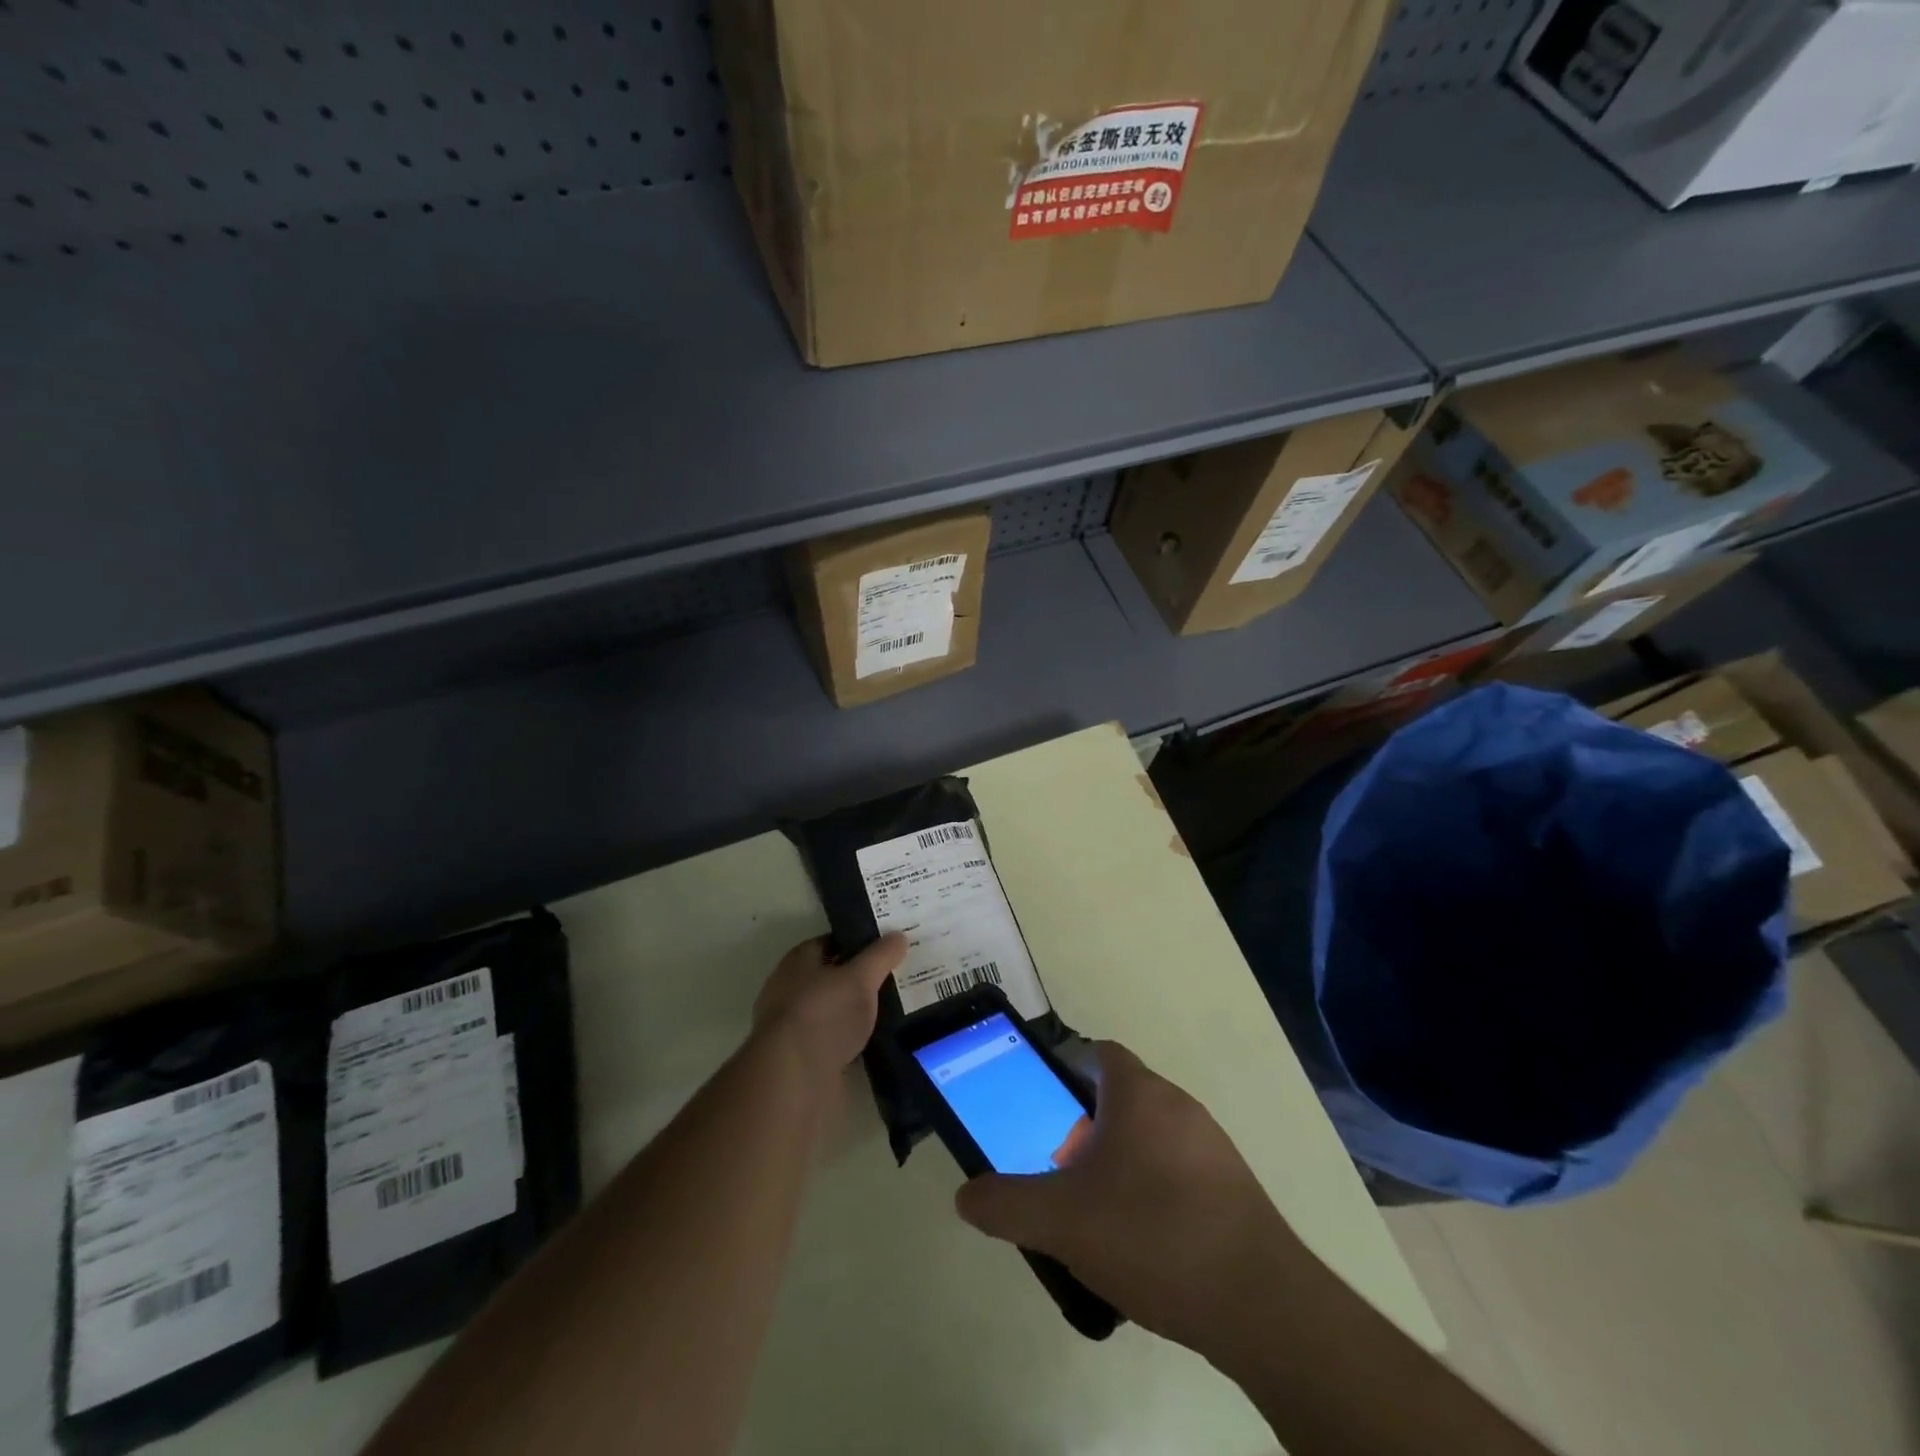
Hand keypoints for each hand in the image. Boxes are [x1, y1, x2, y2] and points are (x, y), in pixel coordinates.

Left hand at [752, 934, 906, 1078]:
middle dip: (860, 978)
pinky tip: (878, 1042)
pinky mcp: (803, 1060)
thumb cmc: (824, 1013)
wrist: (794, 1079)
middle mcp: (790, 991)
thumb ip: (880, 956)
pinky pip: (835, 1041)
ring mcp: (794, 1028)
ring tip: (894, 1010)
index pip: (830, 942)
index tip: (886, 947)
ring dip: (856, 1012)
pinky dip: (853, 1041)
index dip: (857, 942)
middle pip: (831, 977)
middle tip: (896, 977)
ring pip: (834, 1011)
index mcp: (797, 962)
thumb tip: (899, 935)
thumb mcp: (860, 977)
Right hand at [953, 1042, 1305, 1360]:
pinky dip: (1153, 1193)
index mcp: (1139, 1093)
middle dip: (1084, 1127)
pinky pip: (1179, 1173)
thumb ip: (1005, 1204)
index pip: (1098, 1053)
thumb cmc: (1152, 1236)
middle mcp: (1179, 1105)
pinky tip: (1141, 1247)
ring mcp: (1212, 1147)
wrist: (1261, 1305)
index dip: (1064, 1070)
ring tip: (1094, 1216)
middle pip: (1120, 1098)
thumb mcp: (1060, 1221)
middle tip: (1058, 1170)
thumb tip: (966, 1196)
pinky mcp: (1234, 1189)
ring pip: (1150, 1138)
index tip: (1042, 1109)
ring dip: (1118, 1163)